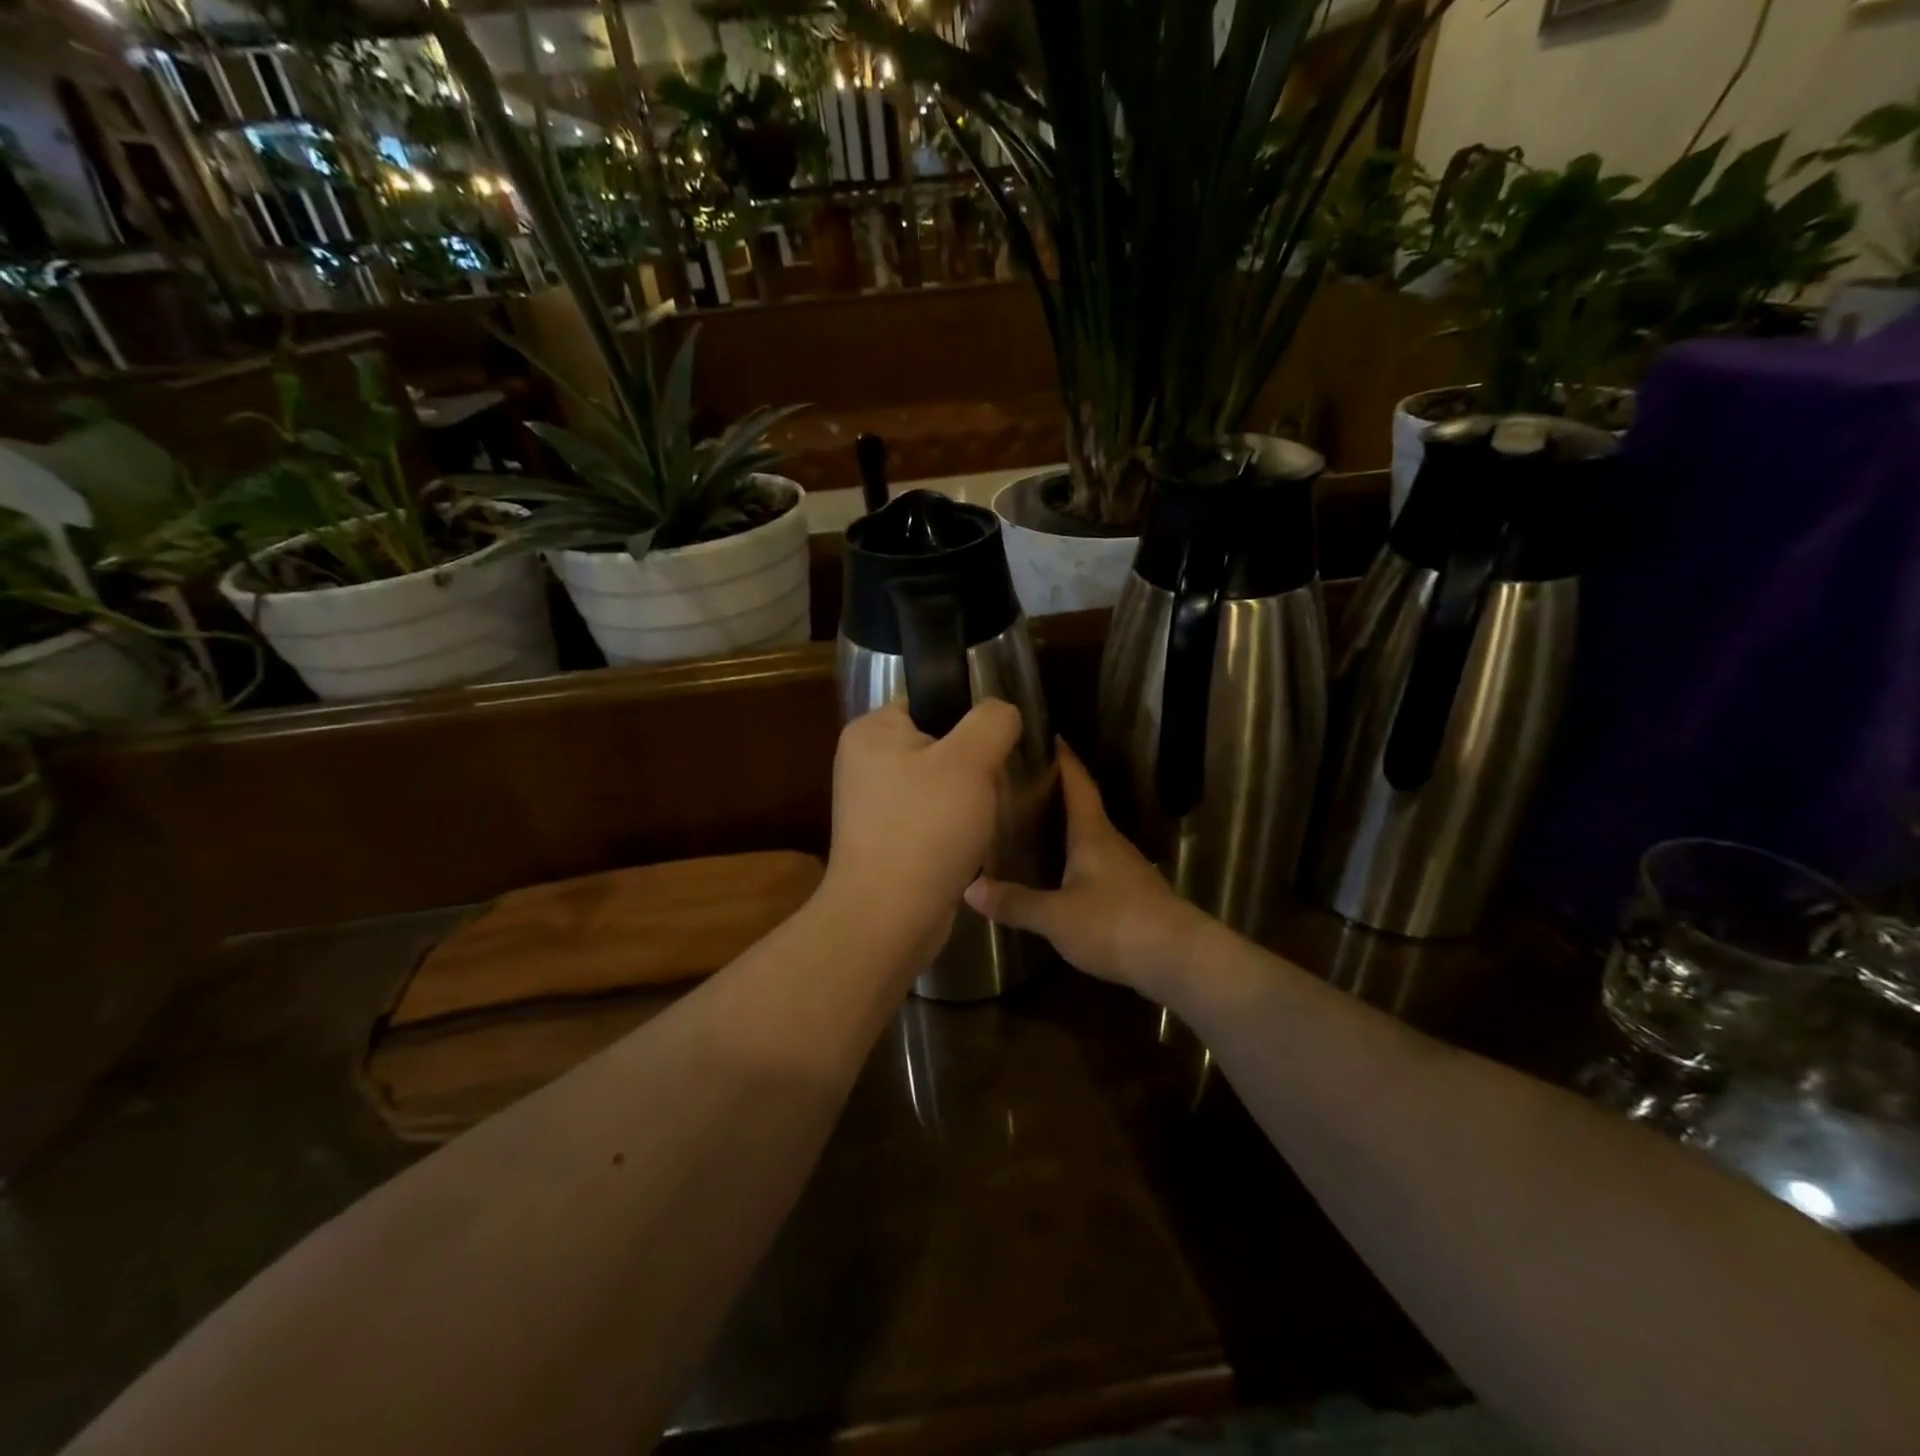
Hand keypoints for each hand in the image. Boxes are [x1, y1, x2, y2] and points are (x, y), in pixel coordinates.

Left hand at [825, 699, 1023, 954]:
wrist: (889, 917)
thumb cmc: (926, 828)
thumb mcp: (970, 760)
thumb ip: (992, 720)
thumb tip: (1002, 711)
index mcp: (872, 730)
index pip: (931, 700)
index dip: (970, 717)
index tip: (998, 744)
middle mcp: (865, 761)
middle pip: (940, 742)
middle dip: (974, 764)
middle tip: (994, 785)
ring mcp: (874, 804)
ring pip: (941, 783)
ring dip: (968, 798)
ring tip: (985, 816)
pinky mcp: (887, 839)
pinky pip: (932, 817)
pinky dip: (954, 826)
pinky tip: (970, 842)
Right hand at [965, 741, 1211, 998]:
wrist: (1178, 959)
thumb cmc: (1114, 923)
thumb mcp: (1056, 916)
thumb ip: (1015, 902)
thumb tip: (970, 887)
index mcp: (1093, 834)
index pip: (1078, 784)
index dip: (1065, 759)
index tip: (1050, 736)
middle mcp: (1112, 843)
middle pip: (1084, 809)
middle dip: (1056, 794)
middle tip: (1021, 787)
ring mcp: (1127, 870)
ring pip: (1091, 839)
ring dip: (1066, 830)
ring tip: (1032, 829)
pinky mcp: (1133, 896)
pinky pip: (1097, 866)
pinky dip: (1076, 861)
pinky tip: (1059, 876)